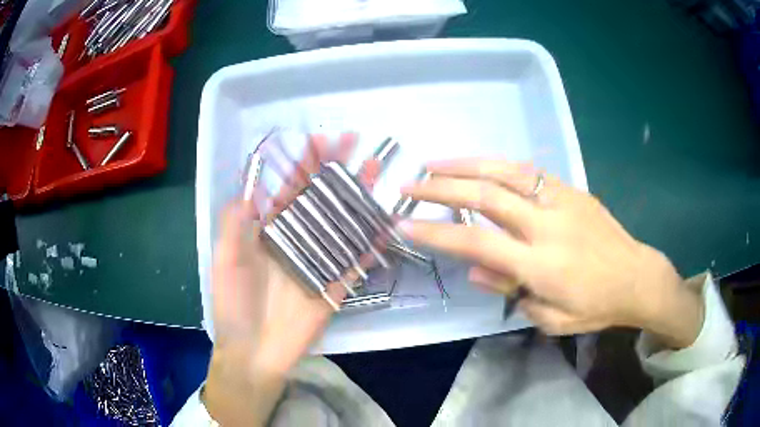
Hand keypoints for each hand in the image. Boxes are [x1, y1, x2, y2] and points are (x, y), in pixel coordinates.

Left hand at [203, 134, 360, 425]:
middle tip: (355, 143)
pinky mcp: (335, 285)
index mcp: (269, 230)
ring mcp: (318, 261)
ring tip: (374, 169)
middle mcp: (296, 239)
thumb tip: (251, 184)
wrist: (254, 352)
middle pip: (320, 198)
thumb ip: (236, 222)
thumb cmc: (233, 304)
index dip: (303, 163)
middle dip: (335, 169)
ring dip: (357, 196)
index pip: (289, 188)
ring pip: (341, 222)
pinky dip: (370, 242)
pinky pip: (356, 261)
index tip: (319, 139)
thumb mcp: (226, 259)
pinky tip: (385, 220)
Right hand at [400, 159, 703, 348]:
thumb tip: (476, 268)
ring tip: (435, 163)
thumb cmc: (594, 306)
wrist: (636, 276)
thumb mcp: (551, 318)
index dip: (436, 233)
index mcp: (540, 265)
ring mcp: (560, 201)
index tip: (405, 223)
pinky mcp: (571, 190)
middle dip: (441, 188)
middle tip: (409, 184)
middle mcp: (546, 226)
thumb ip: (511, 291)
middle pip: (485, 197)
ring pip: (506, 172)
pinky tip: (480, 166)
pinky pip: (529, 171)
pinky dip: (498, 166)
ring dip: (465, 165)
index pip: (477, 242)